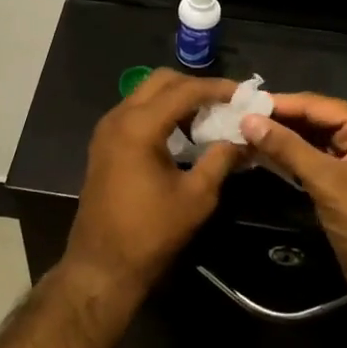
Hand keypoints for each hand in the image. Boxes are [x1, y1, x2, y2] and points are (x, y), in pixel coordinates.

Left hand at [63, 70, 245, 297]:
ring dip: (177, 98)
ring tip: (208, 117)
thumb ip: (221, 159)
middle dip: (195, 87)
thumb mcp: (196, 197)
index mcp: (139, 125)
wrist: (101, 266)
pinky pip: (136, 112)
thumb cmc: (151, 232)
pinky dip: (161, 112)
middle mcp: (118, 117)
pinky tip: (183, 133)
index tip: (244, 94)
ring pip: (146, 94)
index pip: (184, 90)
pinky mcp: (104, 143)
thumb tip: (244, 139)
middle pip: (161, 81)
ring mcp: (107, 129)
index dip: (217, 89)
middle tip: (225, 103)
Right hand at [238, 93, 346, 299]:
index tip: (242, 103)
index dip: (278, 105)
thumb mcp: (325, 181)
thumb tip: (246, 120)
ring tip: (244, 132)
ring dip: (281, 137)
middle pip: (312, 118)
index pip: (315, 105)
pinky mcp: (345, 175)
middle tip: (238, 117)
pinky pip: (313, 155)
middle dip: (277, 120)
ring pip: (310, 136)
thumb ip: (286, 147)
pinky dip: (290, 154)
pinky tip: (263, 152)